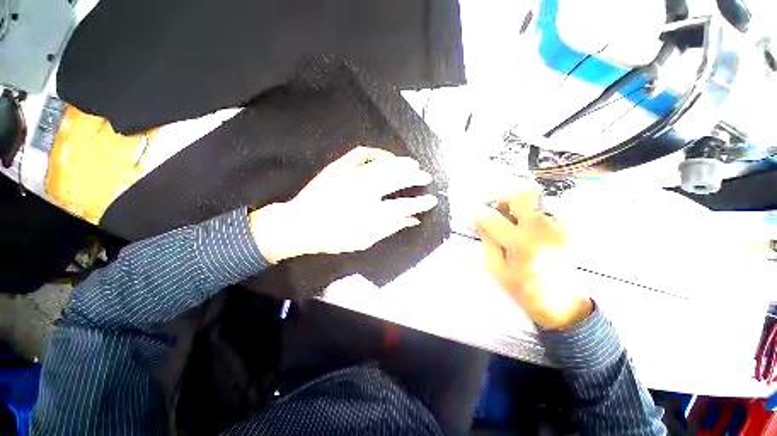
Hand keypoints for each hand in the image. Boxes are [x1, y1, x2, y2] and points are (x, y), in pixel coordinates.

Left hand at [249, 147, 438, 262]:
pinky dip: (377, 153)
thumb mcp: (364, 241)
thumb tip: (413, 220)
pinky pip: (362, 154)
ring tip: (413, 164)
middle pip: (397, 179)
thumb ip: (390, 229)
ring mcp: (351, 175)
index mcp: (371, 213)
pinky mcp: (339, 167)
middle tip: (426, 176)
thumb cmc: (334, 237)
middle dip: (416, 177)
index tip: (432, 199)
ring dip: (402, 163)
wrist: (300, 224)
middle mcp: (365, 191)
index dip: (421, 203)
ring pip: (384, 165)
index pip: (405, 205)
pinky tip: (387, 157)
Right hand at [474, 191, 591, 329]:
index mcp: (523, 246)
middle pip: (521, 196)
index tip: (473, 211)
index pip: (494, 218)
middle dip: (500, 195)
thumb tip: (479, 219)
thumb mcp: (496, 269)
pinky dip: (532, 212)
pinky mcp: (568, 229)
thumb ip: (487, 241)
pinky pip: (546, 209)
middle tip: (490, 204)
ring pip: (533, 201)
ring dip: (515, 205)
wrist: (561, 303)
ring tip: (508, 218)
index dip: (479, 212)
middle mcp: (544, 231)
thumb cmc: (522, 289)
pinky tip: (526, 225)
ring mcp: (559, 227)